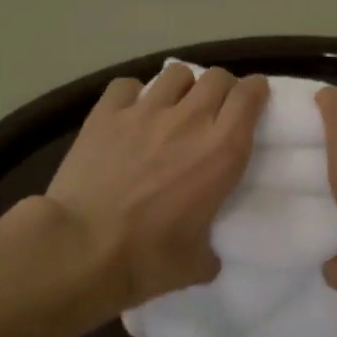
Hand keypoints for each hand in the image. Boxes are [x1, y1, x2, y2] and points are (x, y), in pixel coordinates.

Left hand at [46, 64, 268, 313]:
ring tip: (174, 106)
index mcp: (222, 151)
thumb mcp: (196, 263)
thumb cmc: (147, 259)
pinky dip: (133, 94)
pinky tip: (129, 112)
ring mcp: (145, 111)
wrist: (81, 248)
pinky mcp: (106, 113)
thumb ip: (209, 250)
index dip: (255, 91)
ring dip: (182, 86)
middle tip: (215, 108)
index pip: (249, 95)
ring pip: (175, 73)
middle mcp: (189, 120)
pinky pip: (127, 85)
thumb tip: (206, 254)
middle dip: (221, 87)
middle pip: (216, 76)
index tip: (254, 99)